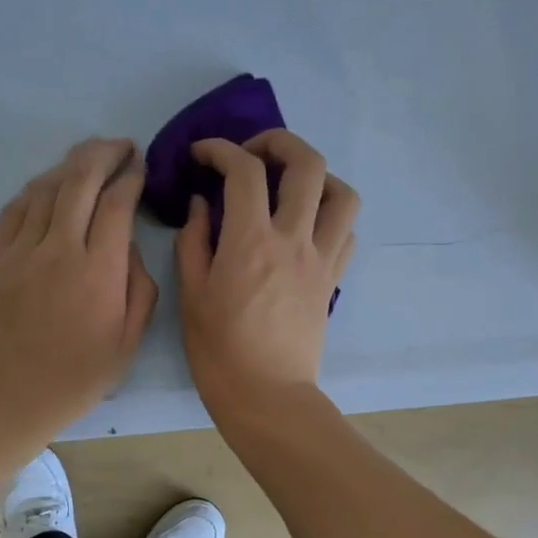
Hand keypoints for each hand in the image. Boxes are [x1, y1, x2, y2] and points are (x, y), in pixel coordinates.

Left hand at [0, 138, 157, 448]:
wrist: (2, 399)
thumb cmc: (73, 379)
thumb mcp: (127, 344)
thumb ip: (139, 288)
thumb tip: (128, 245)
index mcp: (98, 272)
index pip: (117, 204)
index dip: (131, 177)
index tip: (141, 168)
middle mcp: (57, 249)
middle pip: (80, 180)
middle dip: (104, 153)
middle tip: (120, 147)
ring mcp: (18, 250)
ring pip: (46, 187)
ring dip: (71, 165)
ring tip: (89, 159)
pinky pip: (15, 208)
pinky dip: (37, 188)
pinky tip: (50, 186)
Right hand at [176, 130, 357, 427]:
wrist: (267, 396)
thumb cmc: (219, 351)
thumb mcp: (191, 295)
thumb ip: (194, 241)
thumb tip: (201, 204)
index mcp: (250, 241)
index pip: (243, 170)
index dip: (220, 148)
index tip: (202, 153)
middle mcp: (294, 239)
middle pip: (307, 163)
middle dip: (279, 141)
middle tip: (253, 153)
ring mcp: (321, 259)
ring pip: (342, 193)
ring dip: (317, 176)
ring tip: (289, 186)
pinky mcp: (332, 280)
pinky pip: (346, 232)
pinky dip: (329, 216)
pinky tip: (305, 226)